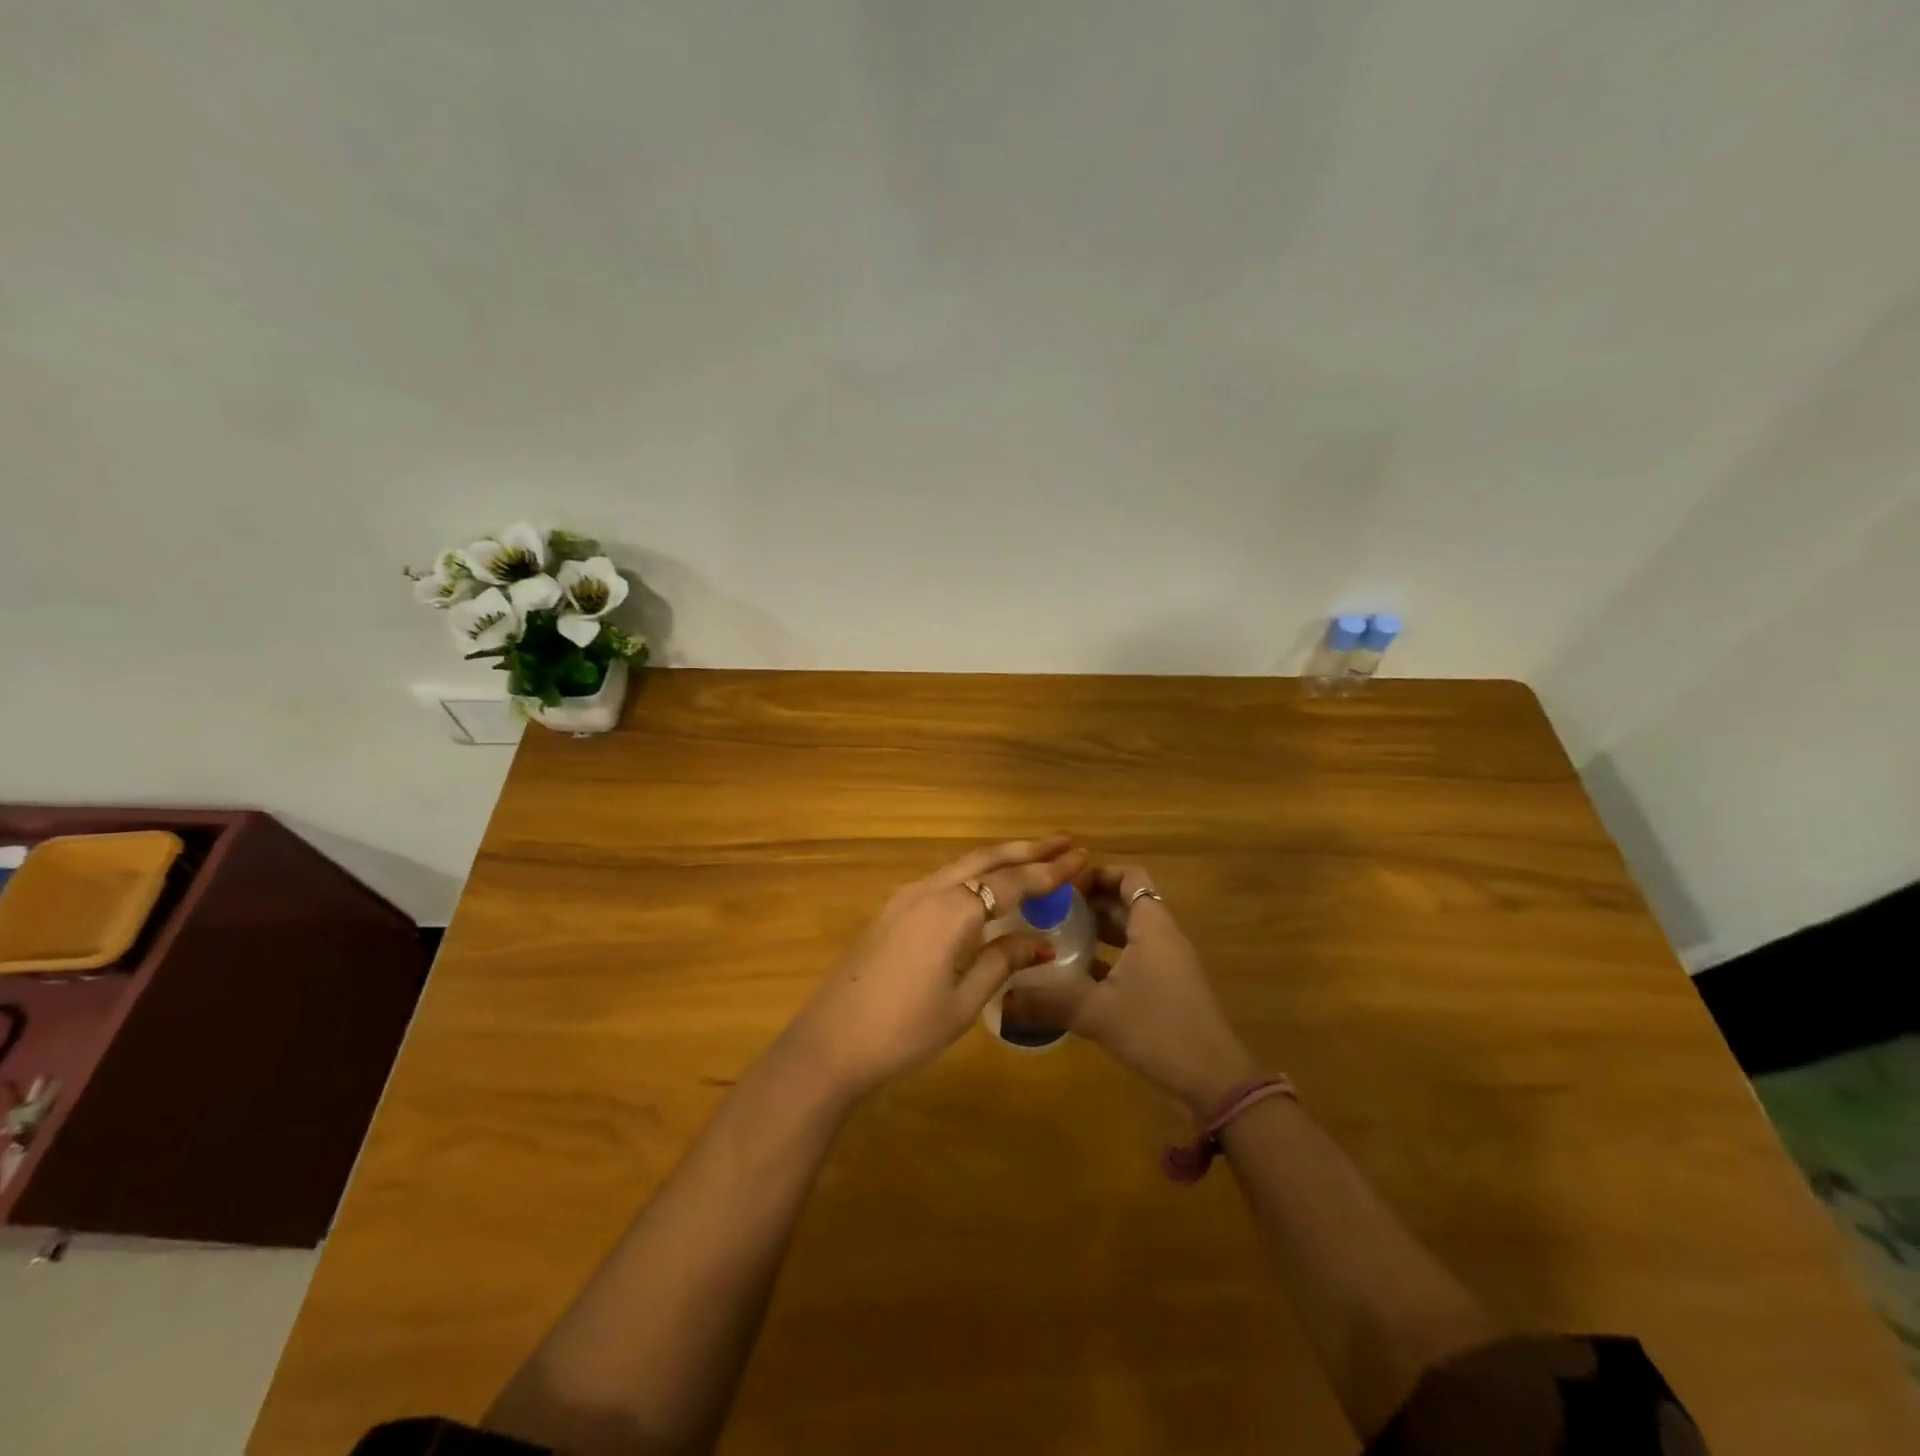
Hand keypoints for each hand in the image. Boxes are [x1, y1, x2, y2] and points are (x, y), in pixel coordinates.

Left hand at [785, 837, 1087, 1099]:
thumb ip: (1002, 961)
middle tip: (1065, 843)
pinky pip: (943, 879)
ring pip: (962, 865)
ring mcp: (905, 898)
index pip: (1012, 882)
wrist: (830, 1043)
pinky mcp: (892, 911)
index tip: (1081, 856)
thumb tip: (1039, 940)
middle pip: (985, 859)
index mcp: (951, 911)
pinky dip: (974, 874)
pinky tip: (987, 886)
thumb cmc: (904, 1030)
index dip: (1049, 871)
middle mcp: (929, 891)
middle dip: (1027, 849)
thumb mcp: (964, 1003)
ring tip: (1035, 857)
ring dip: (1000, 858)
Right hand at [1002, 863, 1256, 1114]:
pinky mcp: (1170, 988)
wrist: (1214, 1078)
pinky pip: (1137, 956)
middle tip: (1051, 910)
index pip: (1129, 877)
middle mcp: (1164, 936)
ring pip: (1132, 931)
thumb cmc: (1157, 1028)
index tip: (1064, 886)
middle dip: (1091, 902)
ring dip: (1099, 929)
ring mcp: (1170, 963)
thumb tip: (1002, 999)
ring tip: (1059, 936)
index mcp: (1152, 926)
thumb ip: (1048, 1002)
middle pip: (1128, 902)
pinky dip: (1111, 956)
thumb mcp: (1096, 1013)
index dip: (1098, 874)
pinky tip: (1080, 975)